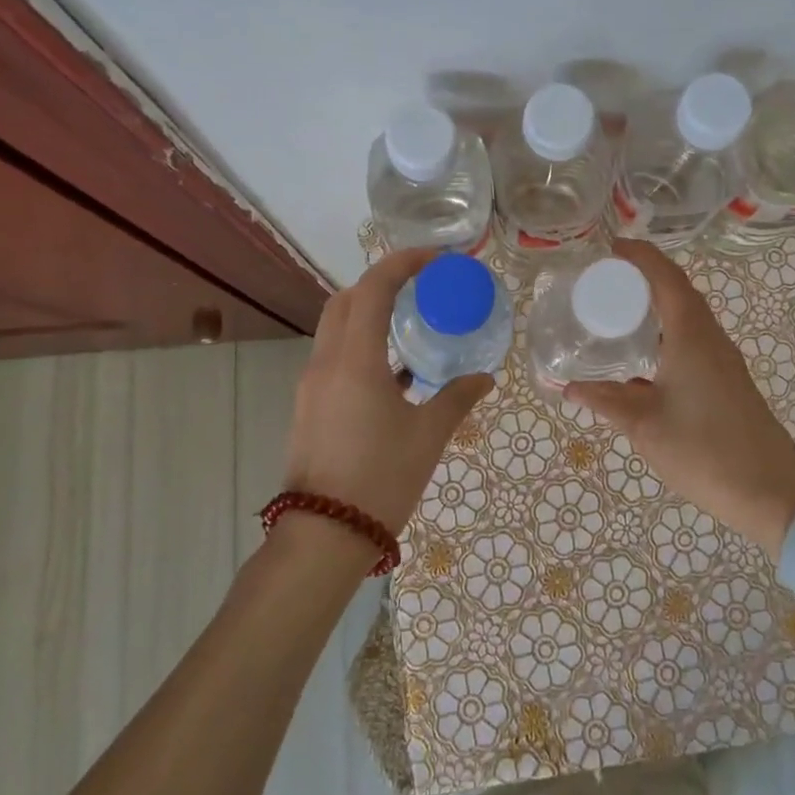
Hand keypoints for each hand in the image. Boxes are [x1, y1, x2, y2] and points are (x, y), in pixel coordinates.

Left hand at [283, 249, 493, 534]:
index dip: (402, 263)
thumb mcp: (428, 435)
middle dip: (380, 282)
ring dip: (368, 312)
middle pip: (346, 300)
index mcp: (354, 360)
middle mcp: (326, 362)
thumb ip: (458, 397)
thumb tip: (485, 377)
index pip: (372, 289)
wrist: (325, 535)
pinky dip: (361, 343)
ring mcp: (312, 384)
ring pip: (335, 327)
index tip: (435, 258)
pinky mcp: (310, 405)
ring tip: (411, 321)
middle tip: (420, 284)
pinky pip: (335, 355)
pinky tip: (395, 368)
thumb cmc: (381, 478)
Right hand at [567, 240, 794, 558]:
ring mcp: (722, 358)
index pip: (665, 276)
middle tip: (604, 280)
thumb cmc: (704, 450)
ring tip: (618, 311)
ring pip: (687, 315)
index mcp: (691, 335)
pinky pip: (693, 338)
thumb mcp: (644, 425)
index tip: (610, 248)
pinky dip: (666, 331)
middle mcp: (710, 337)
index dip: (639, 255)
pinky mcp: (726, 379)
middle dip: (644, 276)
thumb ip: (605, 401)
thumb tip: (567, 387)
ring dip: (657, 304)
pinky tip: (643, 355)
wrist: (772, 492)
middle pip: (678, 290)